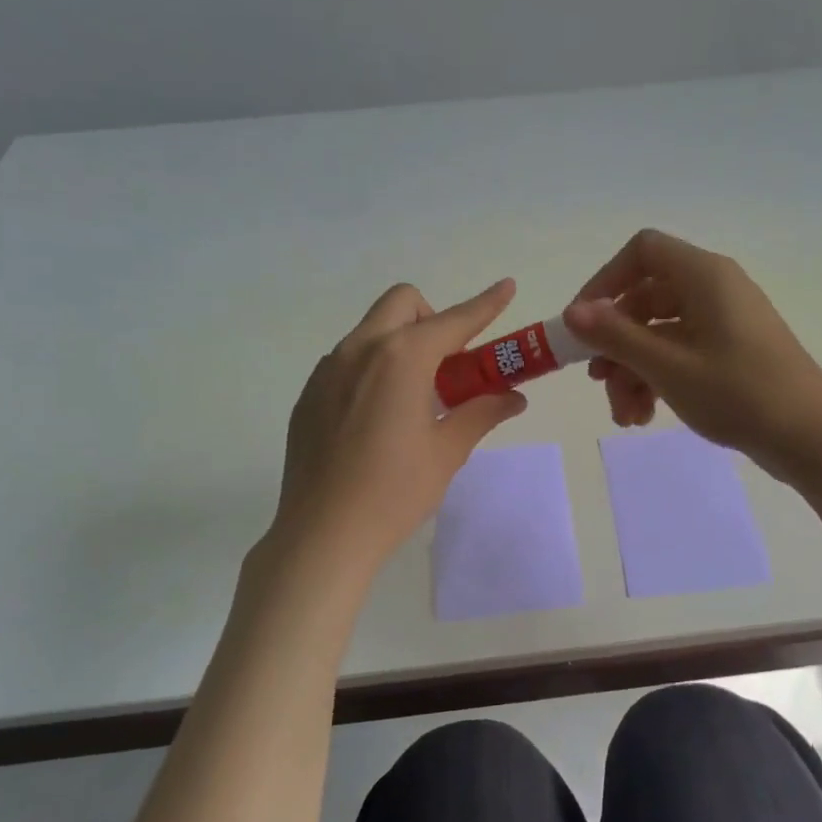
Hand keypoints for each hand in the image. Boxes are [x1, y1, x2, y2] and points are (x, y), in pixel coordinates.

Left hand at [273, 279, 526, 566]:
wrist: (322, 534)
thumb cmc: (394, 492)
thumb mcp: (447, 451)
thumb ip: (481, 412)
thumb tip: (512, 396)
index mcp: (401, 358)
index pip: (454, 320)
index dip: (485, 304)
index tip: (507, 287)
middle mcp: (359, 350)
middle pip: (402, 304)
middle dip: (433, 319)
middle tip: (450, 365)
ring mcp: (327, 370)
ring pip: (371, 330)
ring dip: (402, 343)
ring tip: (414, 397)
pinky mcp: (309, 394)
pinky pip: (348, 361)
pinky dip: (373, 368)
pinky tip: (378, 418)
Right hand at [563, 230, 821, 481]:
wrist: (811, 438)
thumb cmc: (739, 393)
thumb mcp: (668, 366)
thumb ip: (616, 336)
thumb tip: (572, 312)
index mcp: (704, 276)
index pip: (642, 251)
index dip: (605, 281)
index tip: (583, 323)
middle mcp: (714, 289)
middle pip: (645, 299)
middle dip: (616, 343)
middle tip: (597, 382)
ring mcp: (724, 321)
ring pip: (659, 332)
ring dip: (633, 370)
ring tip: (626, 416)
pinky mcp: (731, 350)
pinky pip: (681, 352)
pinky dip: (658, 378)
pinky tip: (645, 416)